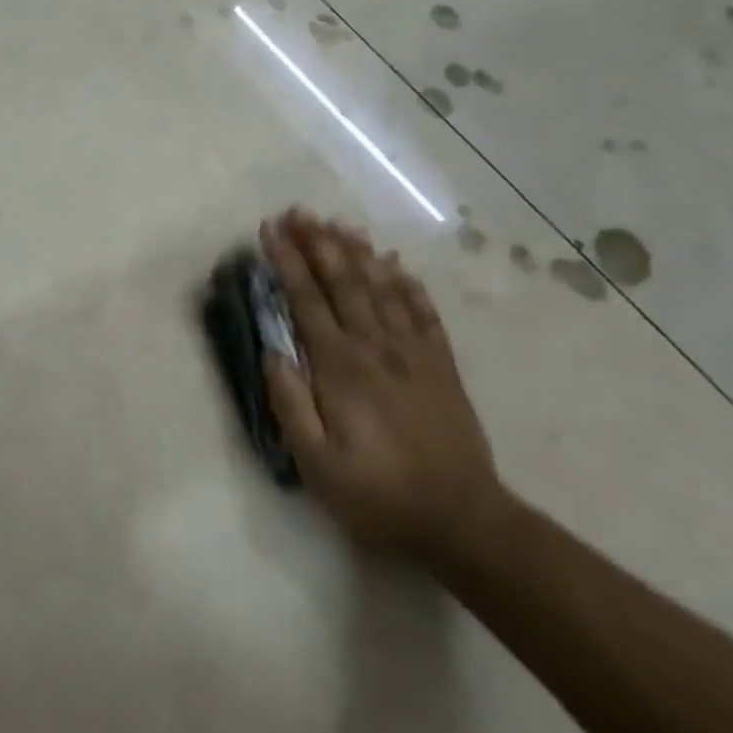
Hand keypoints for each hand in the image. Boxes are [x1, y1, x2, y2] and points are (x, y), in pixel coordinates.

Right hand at [259, 210, 504, 566]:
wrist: (462, 520)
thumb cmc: (378, 495)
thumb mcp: (316, 464)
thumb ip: (290, 404)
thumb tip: (272, 352)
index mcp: (340, 368)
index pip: (306, 300)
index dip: (286, 262)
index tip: (269, 230)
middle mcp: (376, 348)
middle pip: (343, 282)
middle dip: (318, 243)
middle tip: (298, 212)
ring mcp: (413, 353)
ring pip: (381, 288)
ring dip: (357, 252)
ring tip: (337, 224)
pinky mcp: (441, 366)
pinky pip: (423, 312)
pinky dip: (407, 283)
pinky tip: (394, 263)